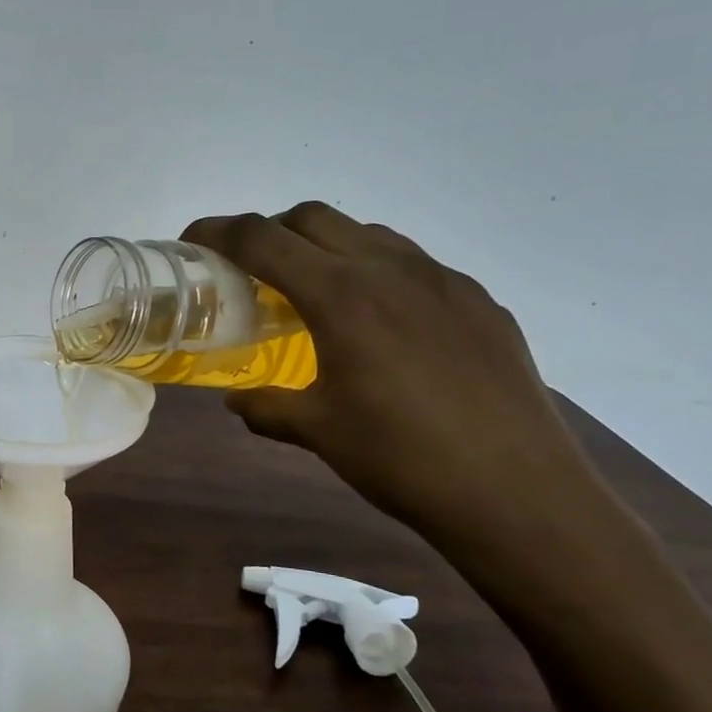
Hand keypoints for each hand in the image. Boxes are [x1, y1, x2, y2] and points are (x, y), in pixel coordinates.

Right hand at [182, 203, 606, 548]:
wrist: (518, 493)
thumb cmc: (401, 459)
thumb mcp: (318, 431)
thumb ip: (267, 407)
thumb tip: (237, 400)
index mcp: (340, 295)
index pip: (261, 239)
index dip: (217, 232)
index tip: (193, 242)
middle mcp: (389, 269)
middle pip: (312, 217)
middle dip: (270, 232)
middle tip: (252, 271)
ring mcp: (442, 280)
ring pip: (367, 233)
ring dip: (326, 247)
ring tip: (316, 293)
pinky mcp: (478, 301)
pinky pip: (413, 264)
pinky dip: (377, 272)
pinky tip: (382, 323)